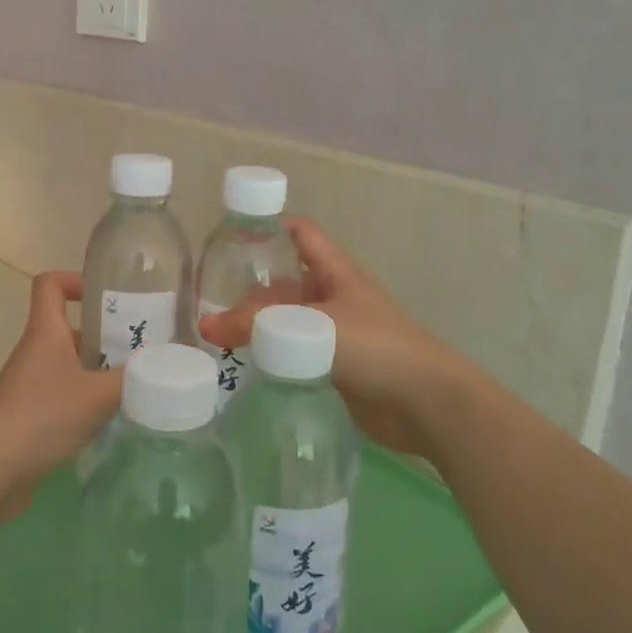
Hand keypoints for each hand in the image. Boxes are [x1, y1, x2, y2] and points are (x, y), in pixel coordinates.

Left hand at [0, 271, 121, 528]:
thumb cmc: (41, 416)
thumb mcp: (99, 394)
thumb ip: (137, 378)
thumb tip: (169, 367)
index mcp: (46, 332)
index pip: (50, 284)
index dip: (76, 280)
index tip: (109, 296)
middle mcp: (36, 353)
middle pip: (70, 329)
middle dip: (106, 336)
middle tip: (144, 348)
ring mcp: (30, 388)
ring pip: (70, 367)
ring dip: (100, 373)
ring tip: (138, 386)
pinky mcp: (31, 420)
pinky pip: (65, 400)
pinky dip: (89, 405)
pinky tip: (115, 421)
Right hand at [198, 218, 478, 463]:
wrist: (426, 404)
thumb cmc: (374, 347)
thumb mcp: (310, 327)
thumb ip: (255, 326)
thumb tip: (205, 327)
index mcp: (336, 271)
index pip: (301, 234)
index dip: (270, 228)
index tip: (231, 239)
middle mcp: (335, 296)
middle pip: (287, 282)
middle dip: (252, 290)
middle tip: (209, 302)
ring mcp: (337, 334)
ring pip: (289, 321)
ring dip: (260, 327)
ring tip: (217, 337)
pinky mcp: (337, 369)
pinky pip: (296, 355)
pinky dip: (273, 357)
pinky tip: (245, 367)